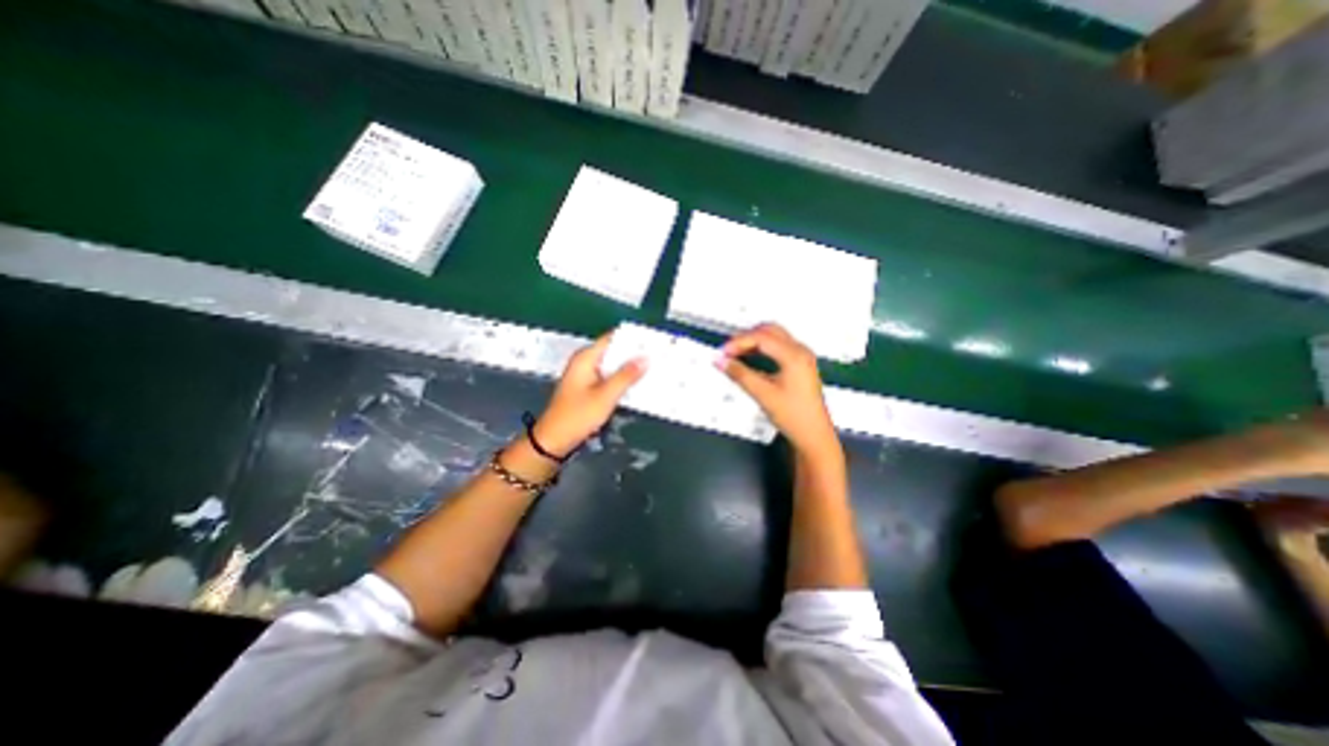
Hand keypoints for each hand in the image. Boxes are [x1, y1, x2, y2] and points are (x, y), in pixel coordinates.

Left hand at [533, 336, 649, 455]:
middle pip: (613, 351)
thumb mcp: (606, 396)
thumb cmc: (578, 416)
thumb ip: (626, 376)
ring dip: (629, 368)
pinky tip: (636, 384)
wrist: (555, 440)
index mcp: (585, 358)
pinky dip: (621, 379)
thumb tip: (645, 358)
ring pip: (612, 366)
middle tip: (657, 356)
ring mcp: (585, 375)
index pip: (612, 339)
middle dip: (633, 354)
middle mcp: (585, 362)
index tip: (652, 342)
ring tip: (652, 368)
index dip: (632, 339)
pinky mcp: (588, 388)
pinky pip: (608, 377)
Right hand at [723, 325, 833, 455]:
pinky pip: (778, 347)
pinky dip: (762, 349)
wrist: (813, 435)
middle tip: (728, 350)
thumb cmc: (794, 416)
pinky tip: (750, 359)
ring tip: (736, 354)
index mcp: (794, 355)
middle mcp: (800, 351)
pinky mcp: (800, 365)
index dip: (739, 342)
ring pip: (774, 337)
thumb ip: (740, 374)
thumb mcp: (763, 394)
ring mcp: (802, 357)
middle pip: (769, 331)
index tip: (723, 352)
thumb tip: (721, 361)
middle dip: (746, 337)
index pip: (761, 337)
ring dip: (753, 342)